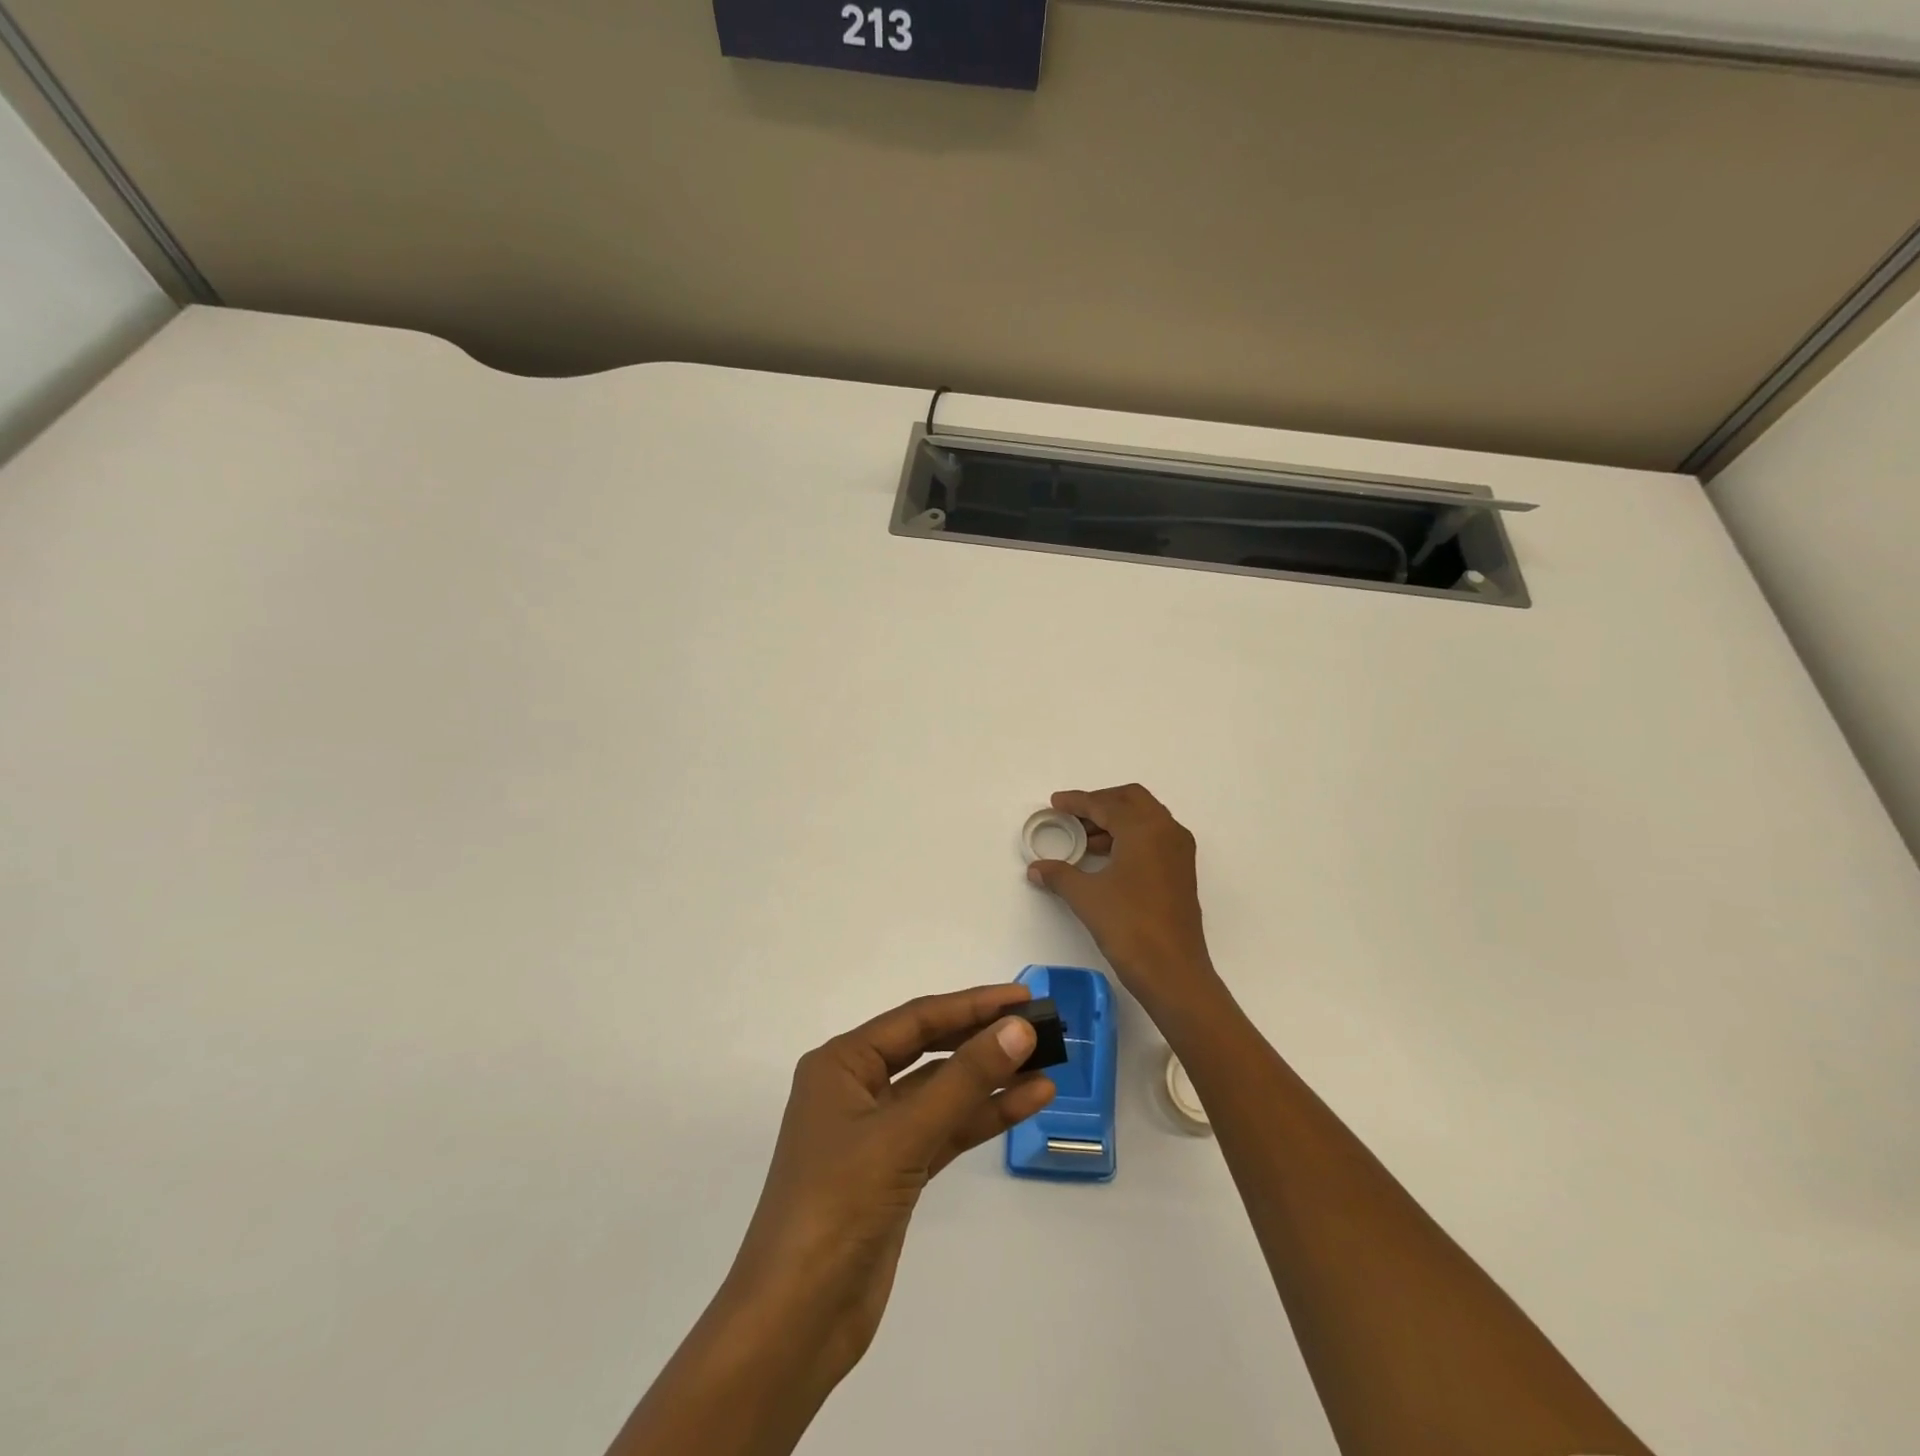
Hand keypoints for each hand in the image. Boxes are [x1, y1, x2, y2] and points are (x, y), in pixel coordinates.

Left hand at [725, 985, 1056, 1387]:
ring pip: (943, 1093)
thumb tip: (1018, 1029)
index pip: (917, 1019)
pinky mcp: (896, 1172)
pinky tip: (1027, 1104)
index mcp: (842, 1064)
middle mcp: (857, 1088)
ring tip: (1048, 1066)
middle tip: (1041, 1027)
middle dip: (984, 1039)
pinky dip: (983, 1118)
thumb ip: (964, 1080)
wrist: (796, 1321)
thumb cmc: (838, 1206)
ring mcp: (877, 1133)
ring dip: (991, 1081)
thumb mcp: (903, 1134)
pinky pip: (946, 1130)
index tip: (1023, 997)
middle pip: (931, 1051)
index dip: (972, 1004)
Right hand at [1026, 784, 1220, 1015]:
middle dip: (1101, 802)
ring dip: (1115, 821)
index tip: (1055, 803)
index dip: (1077, 802)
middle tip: (1073, 815)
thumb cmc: (1129, 926)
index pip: (1106, 804)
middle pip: (1131, 800)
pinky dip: (1129, 837)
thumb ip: (1060, 875)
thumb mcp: (1087, 897)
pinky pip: (1153, 837)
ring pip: (1145, 818)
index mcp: (1144, 829)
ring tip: (1084, 839)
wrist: (1173, 971)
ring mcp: (1179, 851)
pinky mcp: (1182, 871)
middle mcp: (1167, 831)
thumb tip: (1036, 868)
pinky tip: (1106, 858)